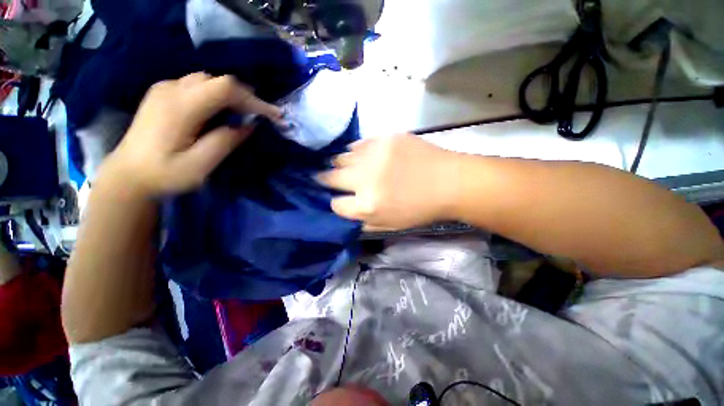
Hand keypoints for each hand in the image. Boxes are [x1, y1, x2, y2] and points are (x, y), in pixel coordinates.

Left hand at [100, 73, 281, 195]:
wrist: (128, 174)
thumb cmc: (164, 174)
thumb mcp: (199, 166)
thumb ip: (224, 142)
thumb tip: (248, 126)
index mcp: (180, 107)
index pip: (224, 88)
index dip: (253, 99)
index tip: (272, 116)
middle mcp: (171, 90)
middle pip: (218, 81)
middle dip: (246, 97)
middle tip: (262, 118)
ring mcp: (164, 89)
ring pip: (209, 81)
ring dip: (232, 95)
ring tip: (245, 114)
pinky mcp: (163, 93)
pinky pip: (198, 85)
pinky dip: (217, 95)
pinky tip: (221, 111)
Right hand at [318, 134, 460, 230]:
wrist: (450, 182)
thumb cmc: (421, 209)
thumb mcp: (390, 225)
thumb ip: (363, 221)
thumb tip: (345, 211)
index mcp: (368, 205)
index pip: (336, 204)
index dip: (337, 204)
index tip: (340, 200)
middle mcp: (366, 178)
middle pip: (332, 177)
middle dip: (326, 180)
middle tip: (325, 179)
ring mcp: (375, 154)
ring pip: (341, 158)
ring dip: (340, 164)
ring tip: (343, 166)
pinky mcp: (385, 138)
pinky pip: (359, 144)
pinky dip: (356, 152)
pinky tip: (361, 156)